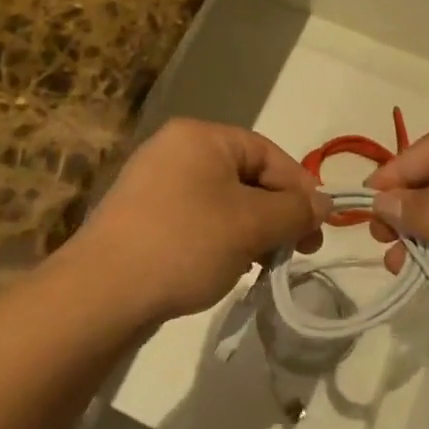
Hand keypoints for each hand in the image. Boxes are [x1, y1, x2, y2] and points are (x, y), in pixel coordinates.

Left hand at [66, 119, 328, 326]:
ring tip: (261, 264)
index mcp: (200, 136)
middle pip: (245, 176)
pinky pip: (195, 219)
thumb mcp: (251, 225)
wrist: (102, 291)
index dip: (300, 188)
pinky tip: (226, 269)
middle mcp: (174, 149)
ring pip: (221, 201)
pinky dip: (219, 239)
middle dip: (275, 213)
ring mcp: (153, 183)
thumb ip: (294, 210)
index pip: (267, 152)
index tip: (319, 228)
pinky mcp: (141, 216)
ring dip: (250, 230)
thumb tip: (325, 203)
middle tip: (296, 251)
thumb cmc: (185, 243)